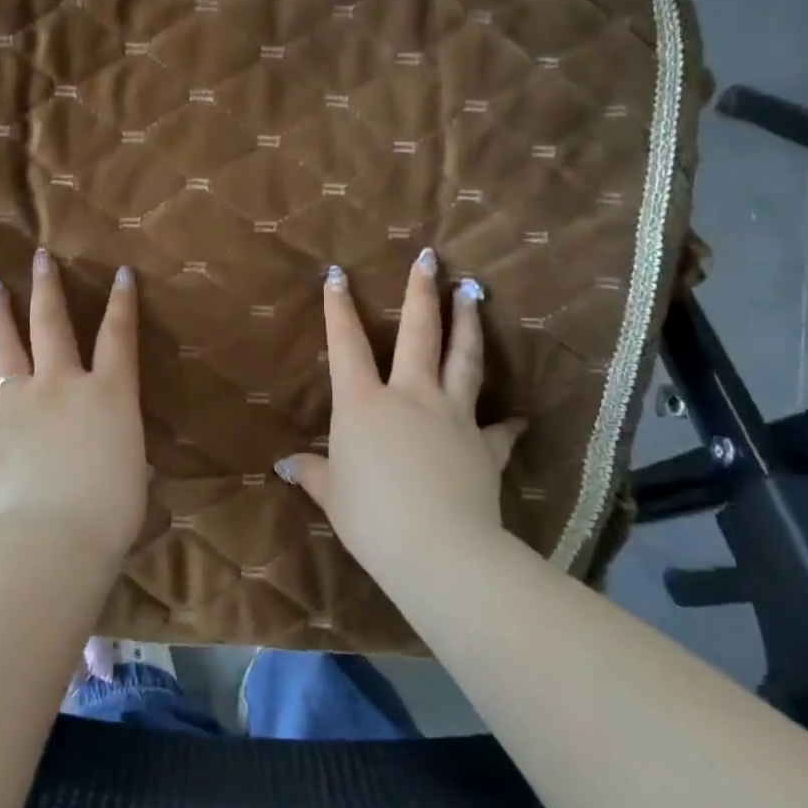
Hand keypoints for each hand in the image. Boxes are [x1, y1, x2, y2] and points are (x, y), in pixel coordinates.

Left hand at [0, 250, 148, 564]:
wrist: (53, 538)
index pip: (118, 336)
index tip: (120, 272)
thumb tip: (114, 455)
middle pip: (52, 324)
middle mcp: (62, 386)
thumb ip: (120, 450)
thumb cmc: (110, 510)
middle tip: (39, 257)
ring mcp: (20, 406)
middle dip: (47, 287)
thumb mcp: (131, 473)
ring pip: (6, 350)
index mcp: (108, 393)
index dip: (122, 302)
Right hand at [276, 249, 522, 579]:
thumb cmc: (372, 517)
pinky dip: (509, 422)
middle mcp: (410, 396)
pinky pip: (499, 429)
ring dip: (467, 324)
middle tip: (430, 259)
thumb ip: (314, 473)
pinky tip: (520, 416)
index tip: (339, 274)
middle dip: (421, 292)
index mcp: (364, 403)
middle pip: (419, 333)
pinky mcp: (484, 446)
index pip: (347, 345)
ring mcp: (452, 416)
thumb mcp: (333, 495)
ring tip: (473, 294)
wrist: (439, 549)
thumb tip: (287, 466)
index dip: (339, 308)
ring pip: (463, 359)